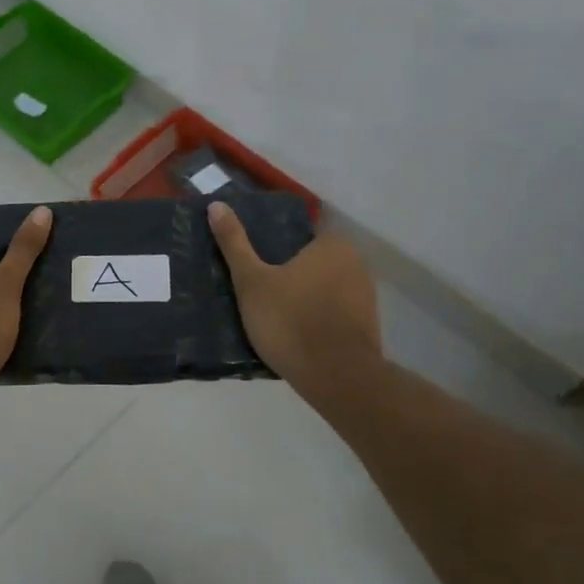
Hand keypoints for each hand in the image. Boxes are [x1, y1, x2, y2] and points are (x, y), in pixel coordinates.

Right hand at [208, 201, 381, 388]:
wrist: (337, 378)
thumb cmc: (291, 321)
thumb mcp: (251, 281)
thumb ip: (234, 243)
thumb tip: (216, 205)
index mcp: (332, 245)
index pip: (301, 233)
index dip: (276, 245)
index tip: (256, 262)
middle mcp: (356, 263)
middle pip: (312, 260)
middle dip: (289, 271)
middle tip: (257, 287)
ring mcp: (366, 296)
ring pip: (324, 287)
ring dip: (303, 296)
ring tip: (271, 312)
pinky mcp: (367, 325)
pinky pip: (333, 311)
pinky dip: (316, 317)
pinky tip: (294, 332)